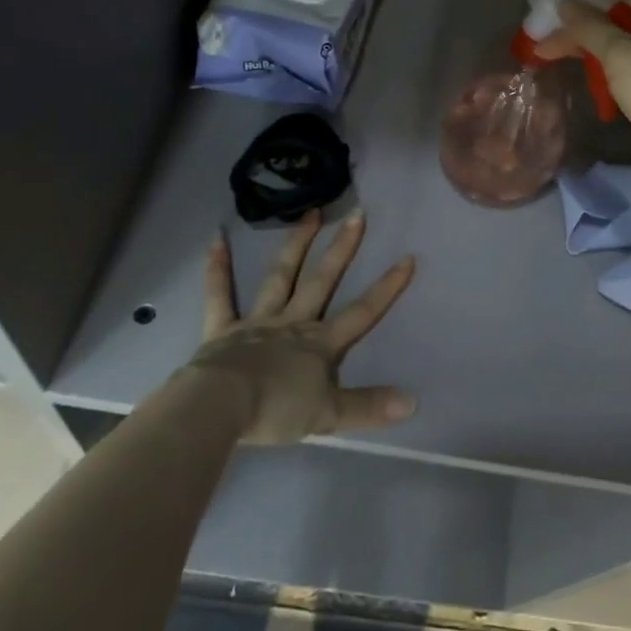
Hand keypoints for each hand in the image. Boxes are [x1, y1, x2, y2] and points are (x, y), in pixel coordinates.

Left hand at [186, 210, 416, 444]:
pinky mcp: (222, 328)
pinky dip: (218, 268)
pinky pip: (219, 294)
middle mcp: (293, 323)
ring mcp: (257, 321)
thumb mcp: (329, 415)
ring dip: (296, 244)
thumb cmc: (276, 410)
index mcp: (320, 343)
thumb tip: (413, 403)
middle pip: (322, 281)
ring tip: (310, 214)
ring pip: (280, 276)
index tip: (407, 257)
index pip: (362, 312)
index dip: (386, 287)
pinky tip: (217, 239)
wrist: (221, 407)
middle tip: (357, 215)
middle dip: (342, 248)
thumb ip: (369, 407)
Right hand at [532, 0, 630, 185]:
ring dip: (591, 49)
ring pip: (623, 47)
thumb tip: (566, 2)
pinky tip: (591, 80)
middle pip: (619, 18)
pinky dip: (607, 71)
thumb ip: (590, 27)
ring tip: (557, 56)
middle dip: (581, 24)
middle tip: (545, 33)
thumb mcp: (620, 54)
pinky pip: (630, 71)